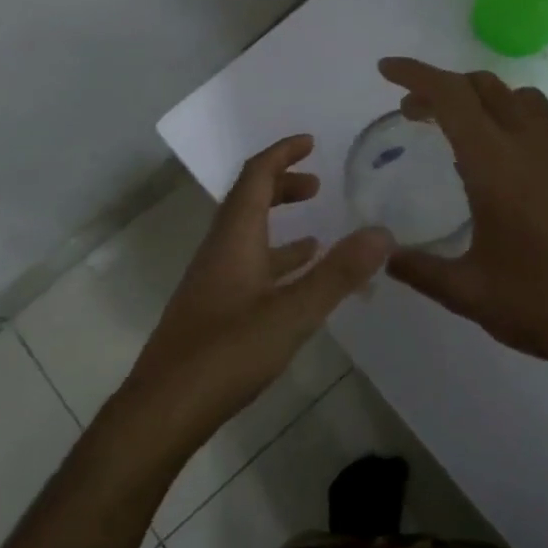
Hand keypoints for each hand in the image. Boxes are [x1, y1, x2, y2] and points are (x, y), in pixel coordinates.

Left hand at [118, 135, 392, 449]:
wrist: (166, 406)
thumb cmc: (227, 352)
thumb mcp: (292, 313)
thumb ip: (338, 274)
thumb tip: (381, 232)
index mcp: (234, 238)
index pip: (255, 177)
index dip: (281, 154)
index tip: (309, 141)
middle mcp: (220, 250)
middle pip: (248, 201)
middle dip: (282, 185)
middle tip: (317, 185)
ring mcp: (214, 281)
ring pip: (249, 237)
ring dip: (280, 225)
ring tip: (318, 233)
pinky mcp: (214, 309)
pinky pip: (249, 268)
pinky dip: (276, 261)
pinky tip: (296, 283)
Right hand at [378, 58, 547, 407]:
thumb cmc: (544, 305)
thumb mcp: (468, 293)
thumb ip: (419, 269)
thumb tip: (383, 254)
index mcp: (497, 166)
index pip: (451, 96)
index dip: (415, 75)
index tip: (385, 70)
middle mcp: (532, 146)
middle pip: (483, 86)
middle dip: (441, 87)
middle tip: (412, 113)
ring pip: (518, 96)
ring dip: (480, 97)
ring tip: (457, 129)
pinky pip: (541, 120)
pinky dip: (509, 117)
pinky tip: (500, 163)